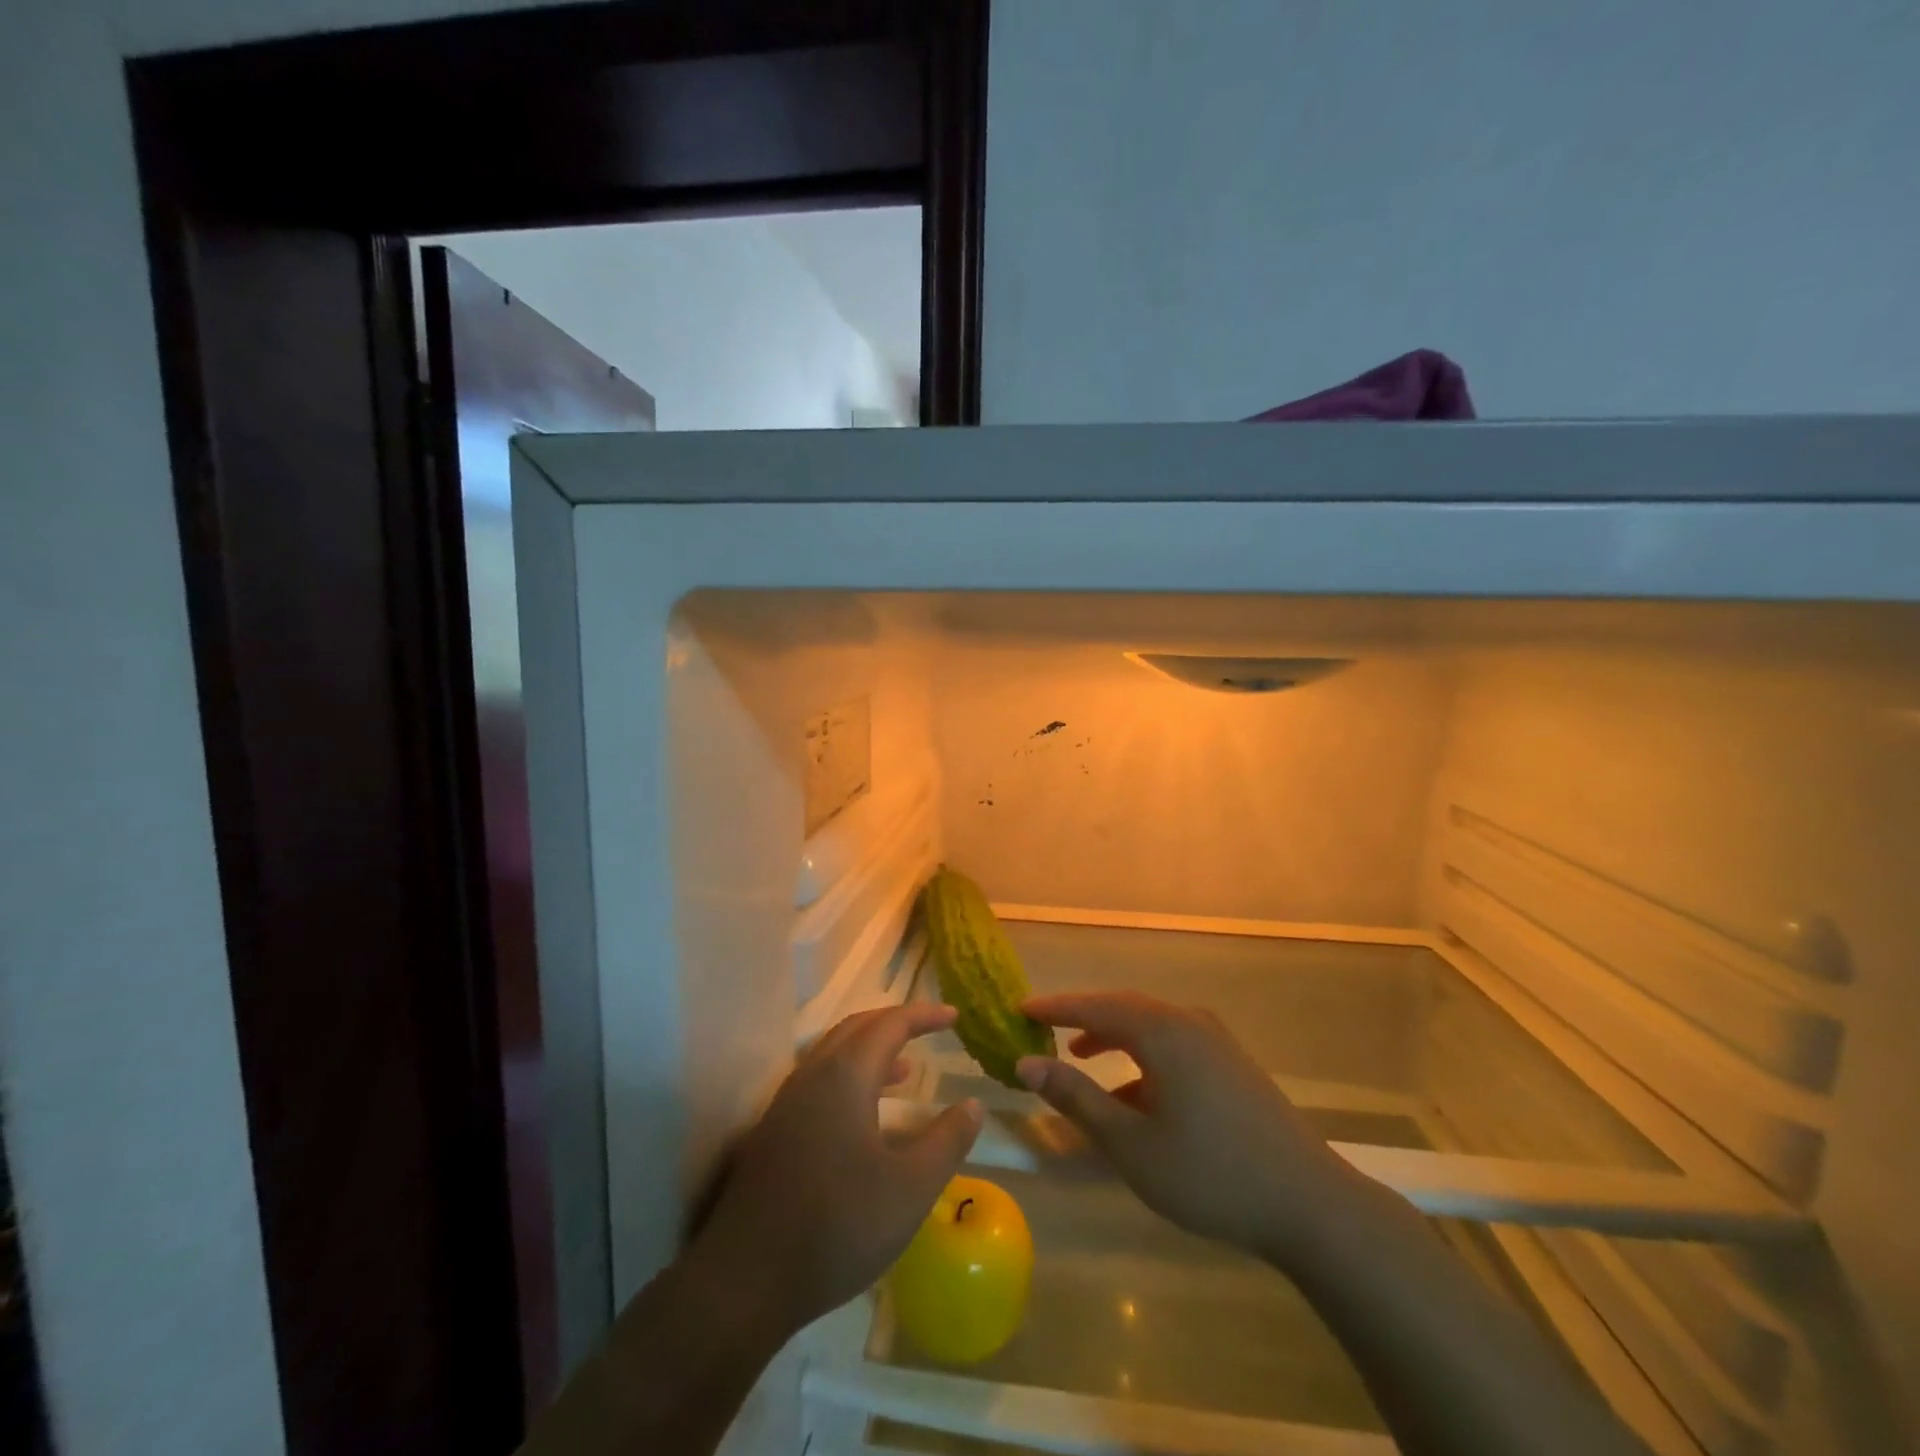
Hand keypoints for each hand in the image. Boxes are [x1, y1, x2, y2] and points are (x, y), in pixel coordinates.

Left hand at [689, 1004, 983, 1340]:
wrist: (744, 1280)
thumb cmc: (837, 1227)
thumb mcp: (910, 1190)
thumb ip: (947, 1142)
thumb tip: (973, 1105)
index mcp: (845, 1076)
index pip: (890, 1024)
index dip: (924, 1016)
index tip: (954, 1016)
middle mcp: (813, 1075)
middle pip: (857, 1028)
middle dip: (895, 1022)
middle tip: (929, 1029)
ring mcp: (788, 1102)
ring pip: (834, 1054)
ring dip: (872, 1050)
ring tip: (906, 1070)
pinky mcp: (774, 1131)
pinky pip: (820, 1081)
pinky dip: (851, 1076)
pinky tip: (865, 1115)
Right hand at [1016, 991, 1349, 1255]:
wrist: (1310, 1204)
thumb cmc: (1210, 1173)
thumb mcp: (1131, 1143)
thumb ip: (1077, 1098)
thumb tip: (1026, 1064)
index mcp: (1162, 1030)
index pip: (1094, 1005)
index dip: (1054, 1007)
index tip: (1019, 1009)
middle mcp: (1188, 1021)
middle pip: (1123, 1006)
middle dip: (1082, 1016)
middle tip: (1044, 1026)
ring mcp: (1216, 1040)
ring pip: (1150, 1024)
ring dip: (1112, 1035)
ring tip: (1080, 1054)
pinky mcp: (1232, 1063)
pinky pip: (1173, 1042)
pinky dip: (1142, 1055)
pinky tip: (1133, 1093)